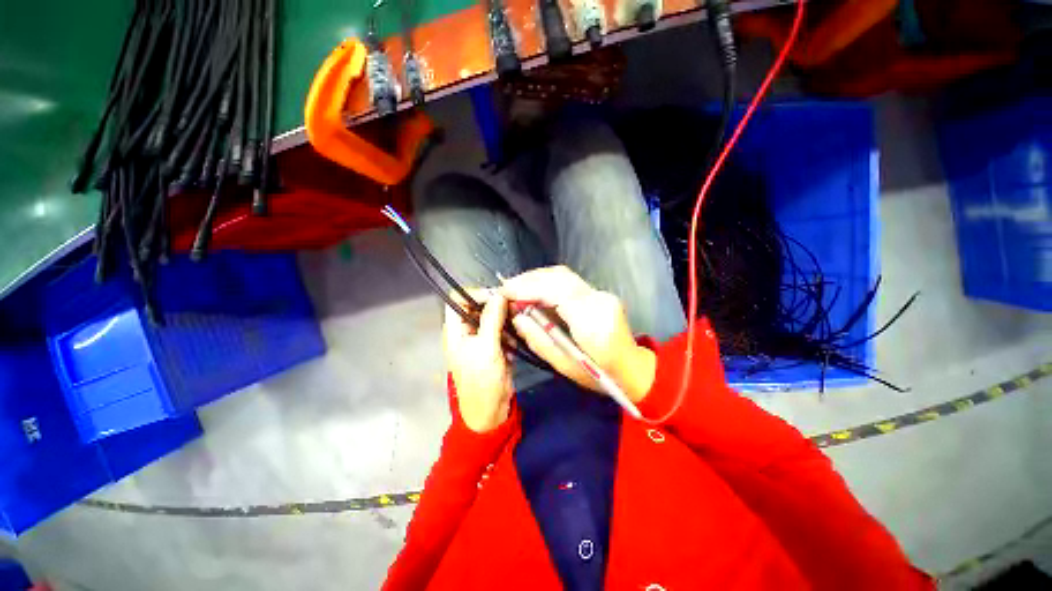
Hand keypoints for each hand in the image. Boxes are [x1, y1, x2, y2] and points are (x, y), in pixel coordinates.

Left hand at [443, 289, 513, 432]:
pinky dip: (509, 335)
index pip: (459, 299)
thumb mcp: (486, 347)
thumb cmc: (482, 380)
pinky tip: (512, 348)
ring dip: (505, 322)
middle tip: (513, 310)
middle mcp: (466, 330)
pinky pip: (502, 330)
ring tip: (514, 333)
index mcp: (455, 329)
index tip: (497, 296)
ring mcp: (481, 338)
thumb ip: (492, 319)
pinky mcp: (494, 345)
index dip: (476, 294)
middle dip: (496, 307)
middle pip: (479, 306)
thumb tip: (499, 294)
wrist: (491, 410)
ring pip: (493, 317)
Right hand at [500, 266, 656, 403]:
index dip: (528, 288)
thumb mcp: (564, 366)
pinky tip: (534, 289)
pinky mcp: (599, 293)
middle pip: (560, 278)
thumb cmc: (600, 376)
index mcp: (593, 323)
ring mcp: (601, 294)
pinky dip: (546, 281)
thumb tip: (517, 317)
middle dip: (529, 279)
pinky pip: (568, 281)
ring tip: (515, 288)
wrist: (632, 368)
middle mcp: (599, 301)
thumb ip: (539, 340)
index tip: (504, 292)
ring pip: (563, 275)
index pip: (557, 293)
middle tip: (506, 289)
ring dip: (536, 278)